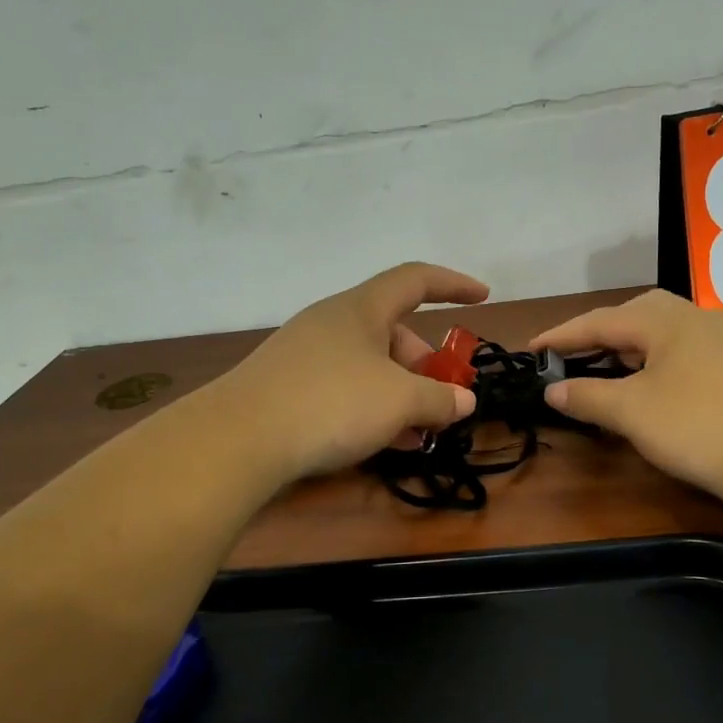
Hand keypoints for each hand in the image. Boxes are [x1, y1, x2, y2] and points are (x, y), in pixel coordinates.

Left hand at [217, 263, 489, 481]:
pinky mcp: (288, 387)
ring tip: (418, 433)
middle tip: (443, 401)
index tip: (483, 297)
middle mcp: (332, 323)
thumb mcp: (399, 401)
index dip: (453, 284)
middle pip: (393, 331)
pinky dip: (372, 408)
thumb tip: (463, 401)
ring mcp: (306, 355)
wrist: (239, 439)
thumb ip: (439, 398)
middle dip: (426, 365)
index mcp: (361, 309)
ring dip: (401, 394)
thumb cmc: (331, 403)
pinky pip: (344, 388)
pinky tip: (383, 443)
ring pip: (369, 365)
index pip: (415, 279)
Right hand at [531, 290, 722, 506]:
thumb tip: (552, 389)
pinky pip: (683, 352)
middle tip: (572, 355)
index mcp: (666, 320)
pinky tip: (653, 385)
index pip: (600, 320)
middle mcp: (697, 319)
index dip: (562, 335)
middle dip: (599, 333)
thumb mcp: (631, 412)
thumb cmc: (698, 426)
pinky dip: (655, 362)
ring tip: (606, 367)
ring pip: (663, 333)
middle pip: (636, 315)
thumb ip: (587, 396)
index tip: (531, 348)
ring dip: (629, 347)